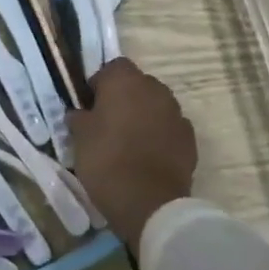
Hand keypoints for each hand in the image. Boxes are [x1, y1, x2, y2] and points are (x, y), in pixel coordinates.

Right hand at [66, 58, 195, 250]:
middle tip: (108, 122)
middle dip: (124, 98)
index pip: (113, 67)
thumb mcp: (79, 138)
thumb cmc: (106, 161)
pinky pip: (170, 128)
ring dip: (144, 115)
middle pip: (137, 84)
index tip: (90, 105)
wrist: (149, 202)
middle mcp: (155, 89)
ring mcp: (176, 114)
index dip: (100, 83)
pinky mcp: (190, 139)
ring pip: (155, 105)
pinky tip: (147, 155)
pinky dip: (160, 135)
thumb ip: (79, 118)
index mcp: (125, 82)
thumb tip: (80, 113)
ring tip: (128, 141)